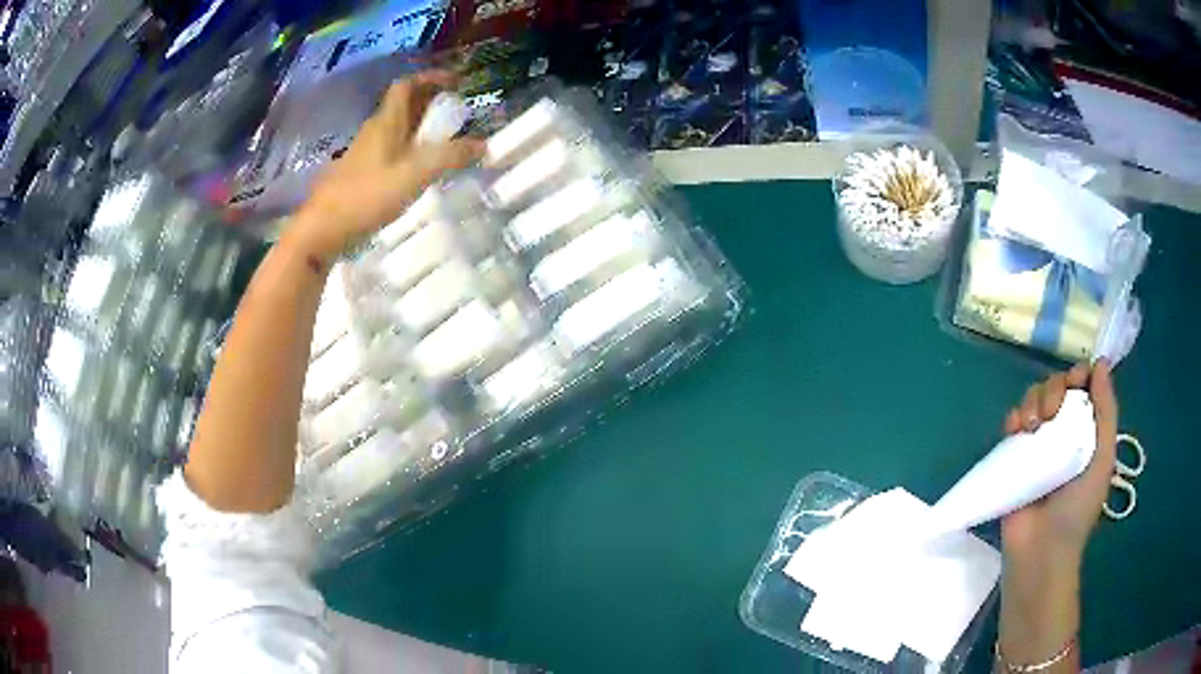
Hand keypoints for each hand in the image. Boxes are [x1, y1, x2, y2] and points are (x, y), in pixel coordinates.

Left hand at [287, 71, 482, 265]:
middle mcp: (373, 131)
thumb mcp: (414, 175)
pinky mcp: (359, 174)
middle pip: (402, 105)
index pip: (406, 85)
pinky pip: (389, 149)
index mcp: (386, 123)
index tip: (455, 82)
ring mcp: (363, 153)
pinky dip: (408, 149)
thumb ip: (449, 157)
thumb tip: (483, 145)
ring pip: (395, 128)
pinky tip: (418, 169)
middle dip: (430, 101)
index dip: (430, 78)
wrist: (322, 231)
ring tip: (443, 139)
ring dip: (419, 126)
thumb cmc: (366, 196)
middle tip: (456, 111)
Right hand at [1001, 361, 1117, 570]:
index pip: (1083, 387)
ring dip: (1032, 402)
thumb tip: (1100, 362)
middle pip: (1057, 386)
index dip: (1078, 376)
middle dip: (1053, 389)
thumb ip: (1106, 412)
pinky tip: (1014, 430)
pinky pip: (1011, 423)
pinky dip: (1012, 418)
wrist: (1040, 551)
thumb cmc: (1078, 509)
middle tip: (1051, 414)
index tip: (1075, 384)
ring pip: (1033, 399)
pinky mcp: (1013, 458)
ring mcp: (1038, 445)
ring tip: (1031, 427)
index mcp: (1087, 431)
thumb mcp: (1103, 458)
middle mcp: (1064, 432)